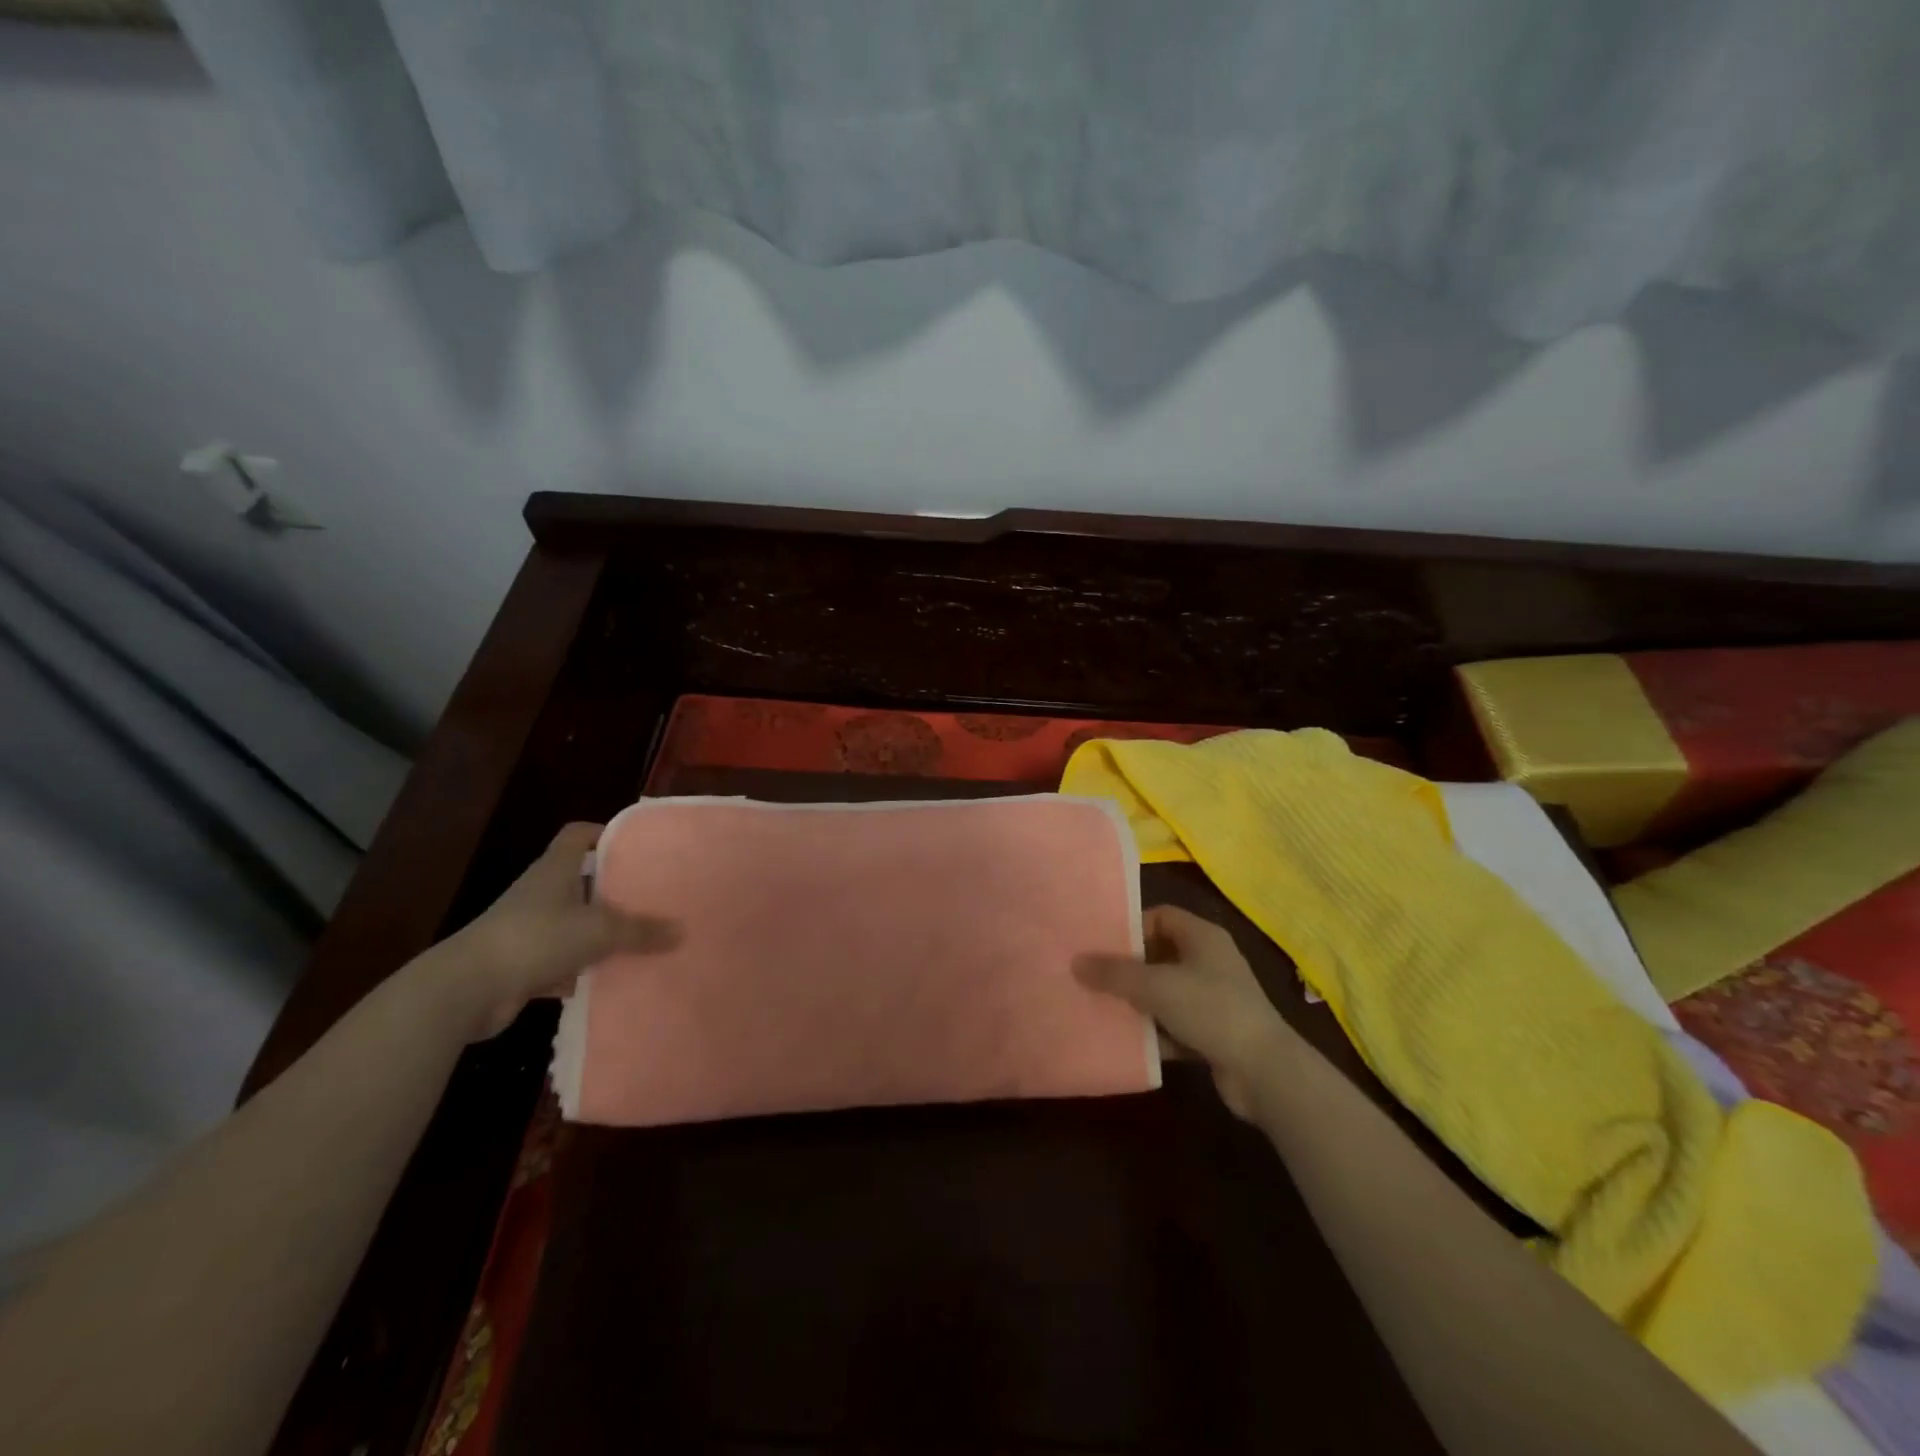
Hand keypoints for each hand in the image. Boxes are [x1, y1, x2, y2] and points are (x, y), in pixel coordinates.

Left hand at [425, 822, 679, 1040]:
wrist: (466, 990)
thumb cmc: (534, 939)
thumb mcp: (598, 931)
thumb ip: (640, 931)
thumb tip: (681, 931)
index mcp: (554, 870)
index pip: (578, 835)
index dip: (605, 833)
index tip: (636, 844)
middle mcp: (540, 893)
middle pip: (580, 880)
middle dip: (612, 888)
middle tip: (649, 895)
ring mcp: (527, 929)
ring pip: (572, 923)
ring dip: (598, 932)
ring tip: (638, 938)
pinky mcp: (520, 964)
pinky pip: (560, 961)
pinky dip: (580, 969)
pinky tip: (607, 979)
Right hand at [1075, 904, 1294, 1119]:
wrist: (1264, 1071)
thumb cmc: (1210, 1009)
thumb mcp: (1155, 986)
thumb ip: (1114, 973)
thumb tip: (1076, 962)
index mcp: (1203, 937)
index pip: (1161, 916)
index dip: (1132, 926)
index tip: (1102, 943)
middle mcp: (1210, 962)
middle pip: (1160, 954)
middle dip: (1129, 967)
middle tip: (1094, 976)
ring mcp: (1215, 999)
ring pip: (1166, 992)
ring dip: (1139, 1002)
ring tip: (1102, 1007)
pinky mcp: (1215, 1033)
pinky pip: (1176, 1025)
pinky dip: (1155, 1032)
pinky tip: (1128, 1041)